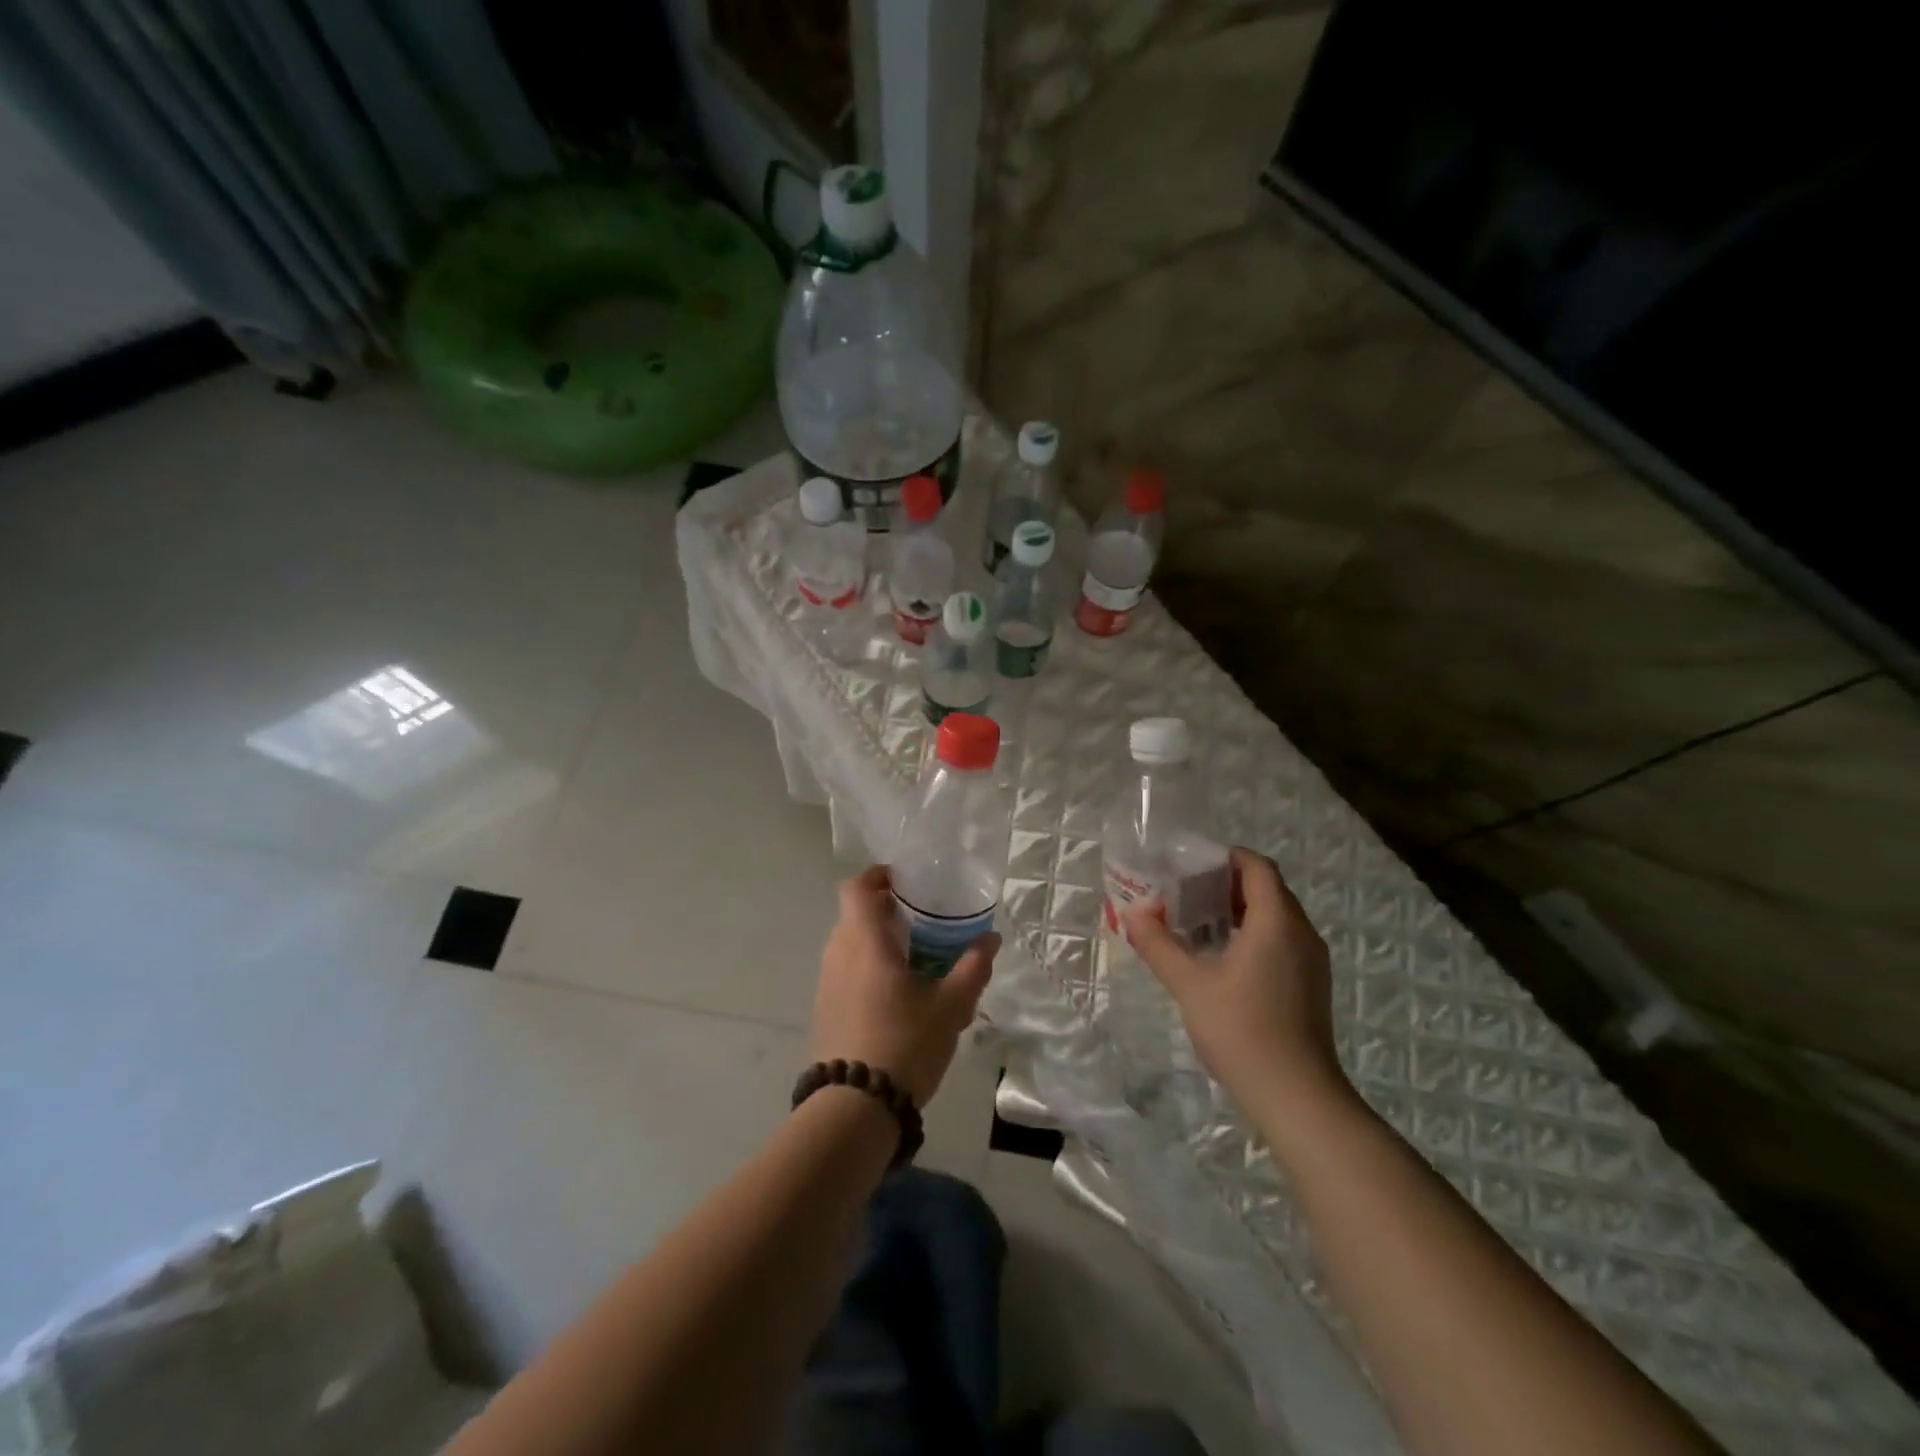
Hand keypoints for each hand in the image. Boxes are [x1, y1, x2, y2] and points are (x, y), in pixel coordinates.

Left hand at [812, 865, 999, 1105]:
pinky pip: (845, 971)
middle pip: (855, 914)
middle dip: (885, 910)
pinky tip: (896, 994)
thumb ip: (972, 968)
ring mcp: (826, 983)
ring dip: (876, 940)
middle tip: (922, 919)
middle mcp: (838, 954)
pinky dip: (867, 967)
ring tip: (914, 956)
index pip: (856, 888)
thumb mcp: (950, 1006)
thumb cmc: (904, 1043)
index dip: (877, 876)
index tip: (905, 881)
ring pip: (849, 944)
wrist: (854, 1108)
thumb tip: (990, 939)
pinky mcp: (824, 1010)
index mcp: (864, 941)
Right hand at [1122, 847, 1348, 1113]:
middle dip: (1226, 883)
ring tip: (1197, 922)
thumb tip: (1133, 913)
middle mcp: (1301, 933)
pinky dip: (1253, 934)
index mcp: (1276, 922)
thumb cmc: (1242, 1030)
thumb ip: (1159, 944)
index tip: (1191, 864)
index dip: (1226, 857)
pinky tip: (1222, 957)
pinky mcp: (1311, 986)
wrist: (1296, 1097)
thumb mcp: (1189, 984)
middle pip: (1267, 889)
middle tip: (1185, 892)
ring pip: (1276, 917)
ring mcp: (1311, 961)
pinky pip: (1282, 940)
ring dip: (1239, 910)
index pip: (1257, 867)